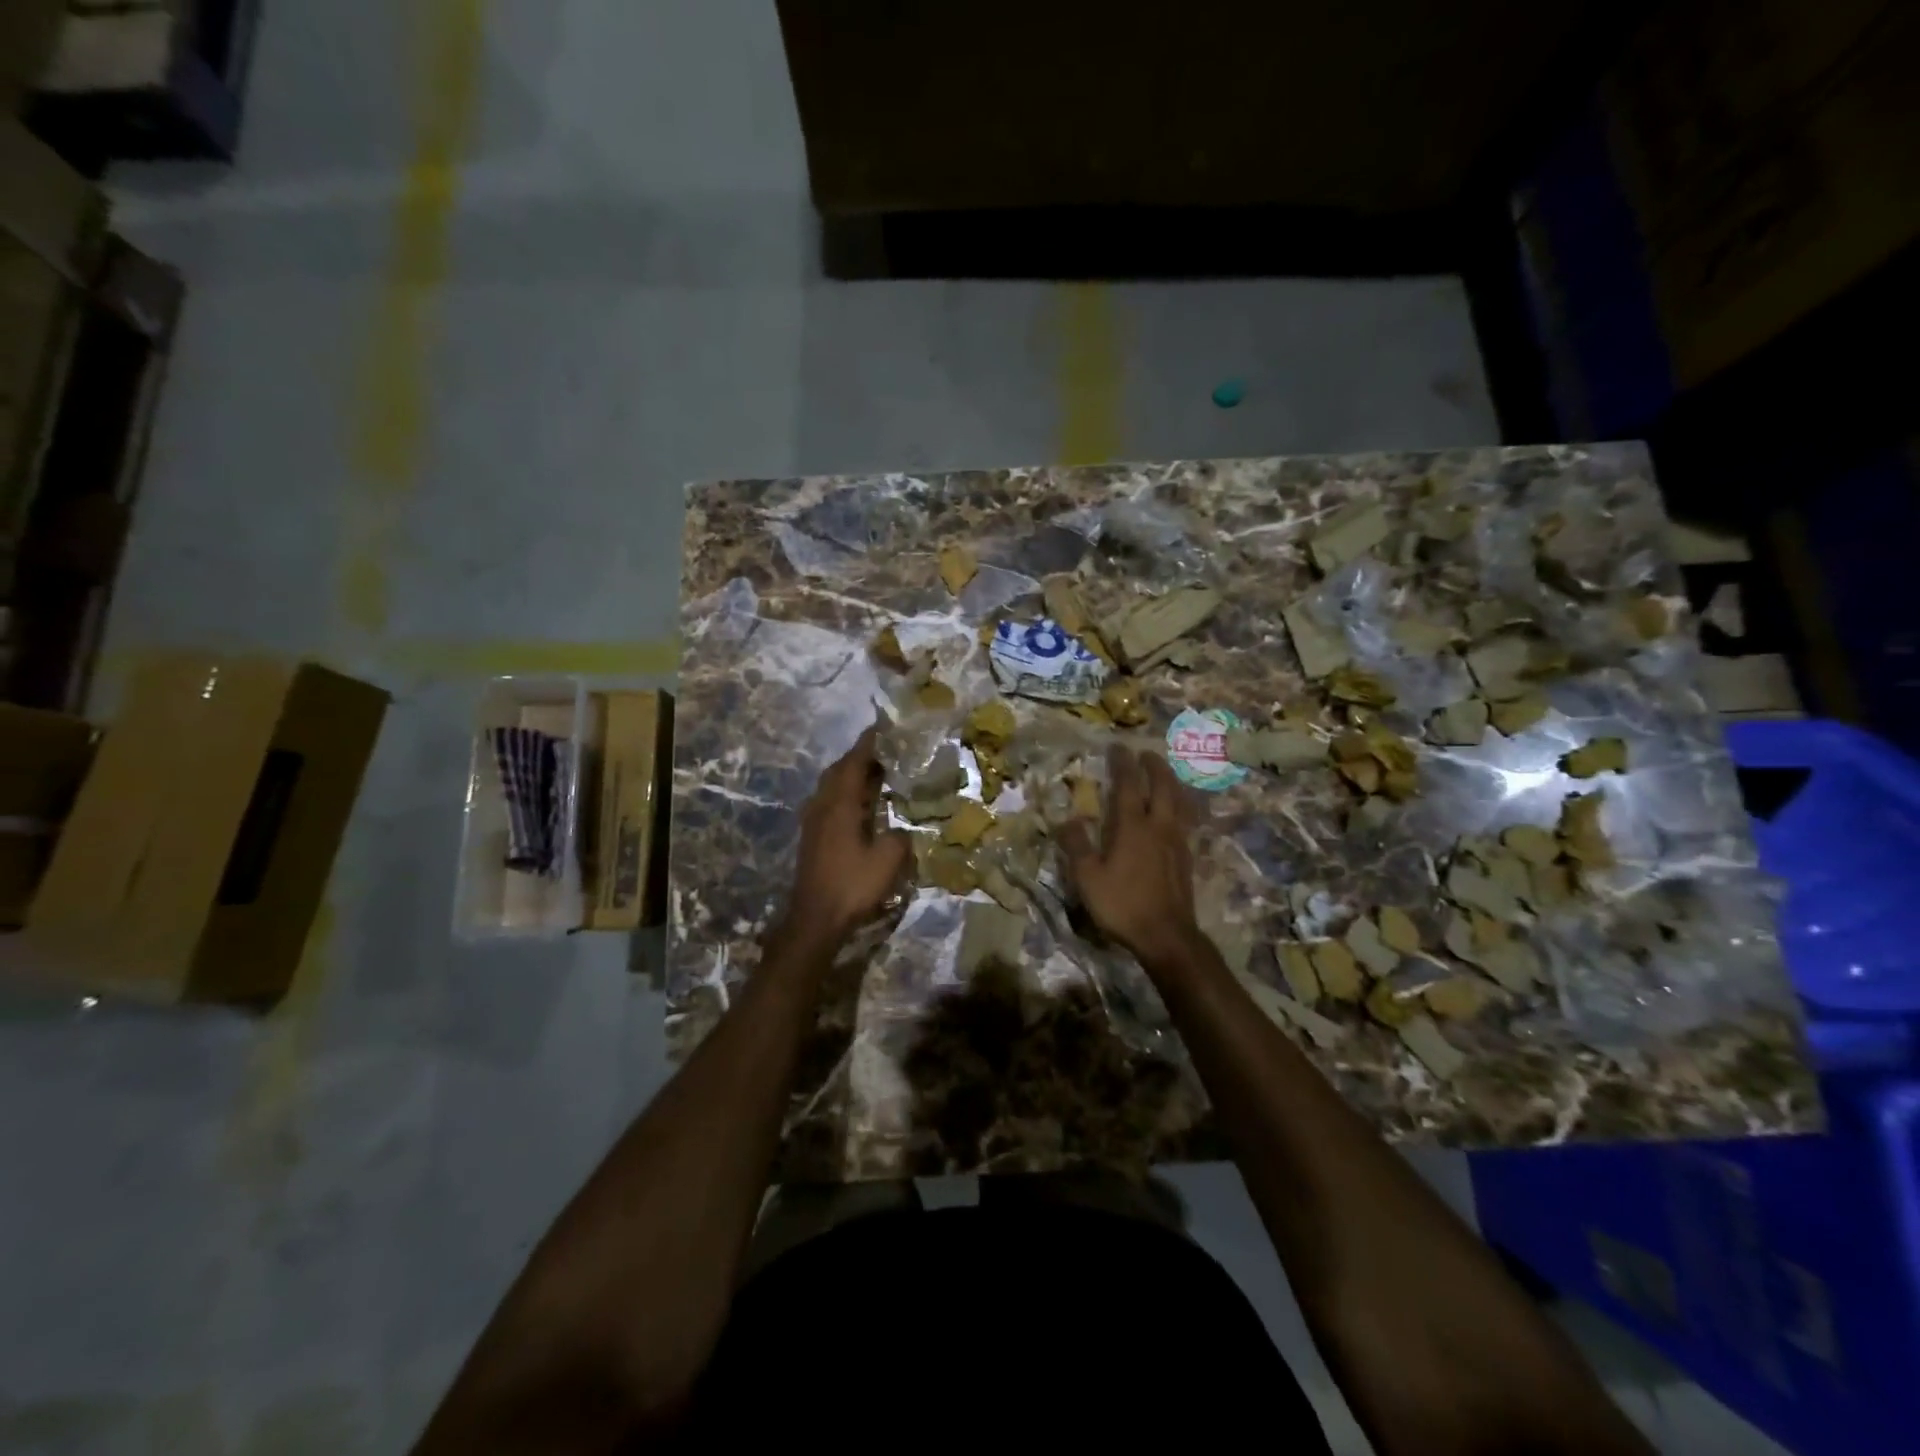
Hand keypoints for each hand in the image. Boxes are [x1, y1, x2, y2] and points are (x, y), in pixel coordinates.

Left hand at [780, 725, 910, 950]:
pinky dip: (845, 793)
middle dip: (860, 756)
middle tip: (885, 750)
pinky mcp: (812, 836)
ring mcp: (813, 821)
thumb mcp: (888, 860)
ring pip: (831, 786)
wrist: (815, 918)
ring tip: (876, 773)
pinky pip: (829, 801)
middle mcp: (822, 805)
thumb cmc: (852, 885)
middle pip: (839, 770)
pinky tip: (861, 804)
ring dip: (851, 775)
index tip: (883, 726)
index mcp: (840, 804)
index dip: (869, 743)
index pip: (854, 762)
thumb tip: (901, 829)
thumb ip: (900, 837)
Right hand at [1058, 746, 1202, 970]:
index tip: (1119, 746)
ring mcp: (1177, 842)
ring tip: (1164, 774)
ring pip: (1178, 801)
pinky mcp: (1186, 858)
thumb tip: (1067, 819)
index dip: (1123, 764)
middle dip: (1154, 766)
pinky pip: (1185, 820)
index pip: (1128, 785)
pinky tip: (1176, 812)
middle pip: (1162, 786)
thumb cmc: (1122, 905)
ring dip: (1171, 782)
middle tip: (1145, 753)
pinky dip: (1180, 805)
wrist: (1167, 936)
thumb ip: (1077, 845)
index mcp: (1132, 826)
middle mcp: (1158, 826)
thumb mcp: (1088, 878)